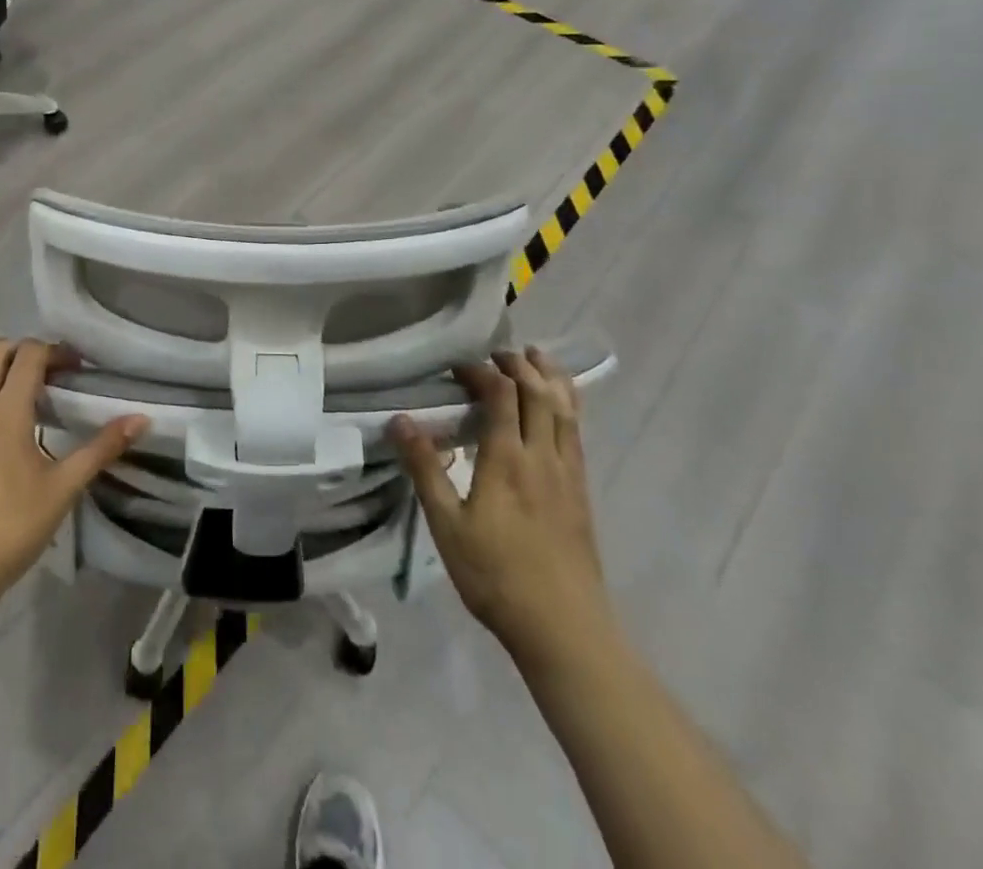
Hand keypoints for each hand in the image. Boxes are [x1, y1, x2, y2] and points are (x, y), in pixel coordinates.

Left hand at [0, 339, 148, 613]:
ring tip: (13, 363)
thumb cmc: (13, 528)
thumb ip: (102, 449)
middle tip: (50, 368)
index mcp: (7, 413)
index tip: (76, 367)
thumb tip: (142, 419)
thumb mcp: (64, 488)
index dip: (55, 352)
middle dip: (24, 348)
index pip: (29, 357)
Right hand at [390, 349, 612, 668]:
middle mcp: (543, 457)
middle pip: (540, 394)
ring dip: (551, 377)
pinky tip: (560, 408)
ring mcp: (569, 474)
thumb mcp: (447, 525)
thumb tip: (401, 420)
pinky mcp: (581, 492)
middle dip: (520, 365)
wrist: (564, 629)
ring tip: (536, 357)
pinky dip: (568, 405)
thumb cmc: (496, 576)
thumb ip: (425, 469)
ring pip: (567, 410)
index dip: (482, 371)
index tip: (459, 366)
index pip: (502, 395)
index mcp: (509, 459)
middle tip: (497, 352)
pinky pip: (577, 433)